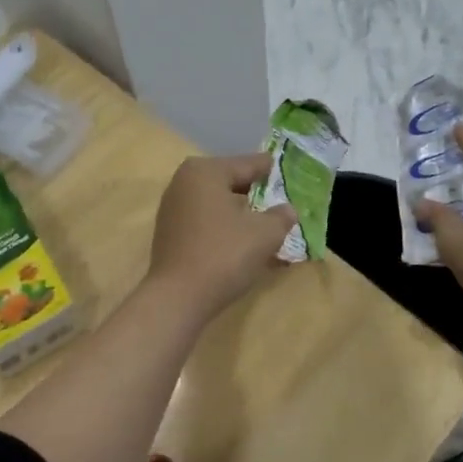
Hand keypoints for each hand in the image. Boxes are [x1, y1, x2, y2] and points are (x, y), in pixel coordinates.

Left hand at [147, 154, 294, 321]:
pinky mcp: (170, 233)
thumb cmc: (224, 254)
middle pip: (232, 183)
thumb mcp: (265, 233)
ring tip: (269, 226)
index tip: (292, 173)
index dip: (273, 170)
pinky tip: (246, 244)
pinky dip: (227, 229)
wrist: (178, 297)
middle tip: (284, 203)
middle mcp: (184, 182)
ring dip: (243, 215)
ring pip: (219, 205)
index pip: (249, 164)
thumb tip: (287, 210)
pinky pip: (207, 223)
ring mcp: (173, 208)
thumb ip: (281, 216)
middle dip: (258, 195)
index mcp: (206, 171)